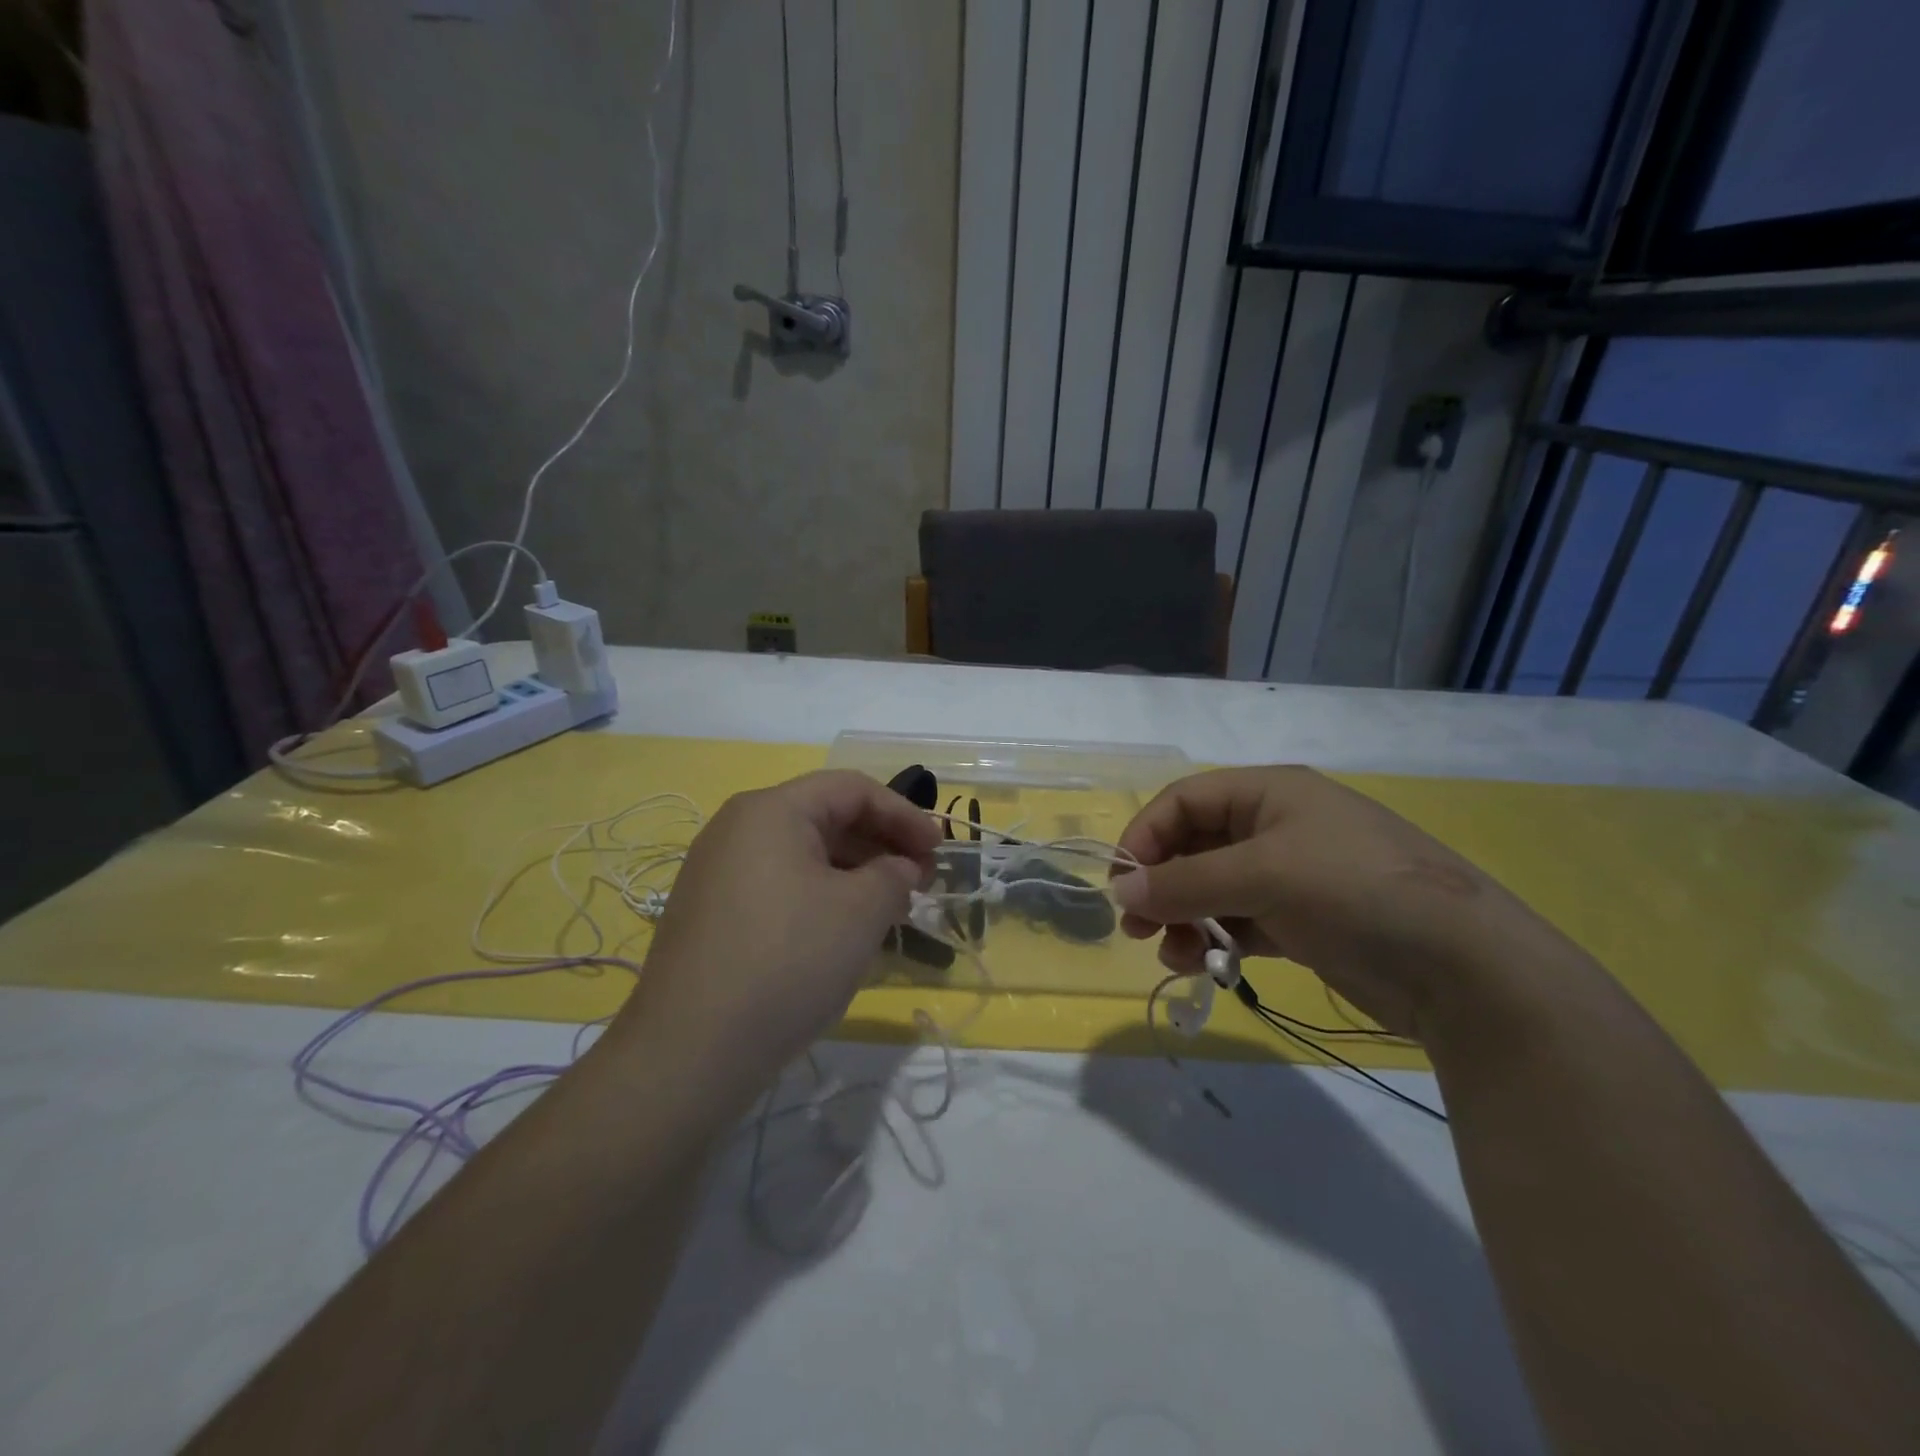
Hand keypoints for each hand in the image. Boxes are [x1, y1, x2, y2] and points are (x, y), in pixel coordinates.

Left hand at [607, 771, 940, 1114]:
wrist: (690, 1052)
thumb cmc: (788, 960)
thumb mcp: (861, 911)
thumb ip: (894, 875)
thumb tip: (899, 870)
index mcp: (771, 810)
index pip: (852, 789)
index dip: (904, 814)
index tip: (939, 850)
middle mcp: (737, 829)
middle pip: (825, 817)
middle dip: (880, 844)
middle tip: (920, 881)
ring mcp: (717, 873)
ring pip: (803, 856)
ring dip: (854, 874)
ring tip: (889, 910)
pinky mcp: (711, 915)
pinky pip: (779, 887)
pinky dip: (821, 897)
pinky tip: (843, 933)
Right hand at [1111, 766, 1566, 1040]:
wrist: (1465, 969)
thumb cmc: (1354, 891)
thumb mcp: (1263, 876)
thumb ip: (1185, 883)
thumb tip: (1121, 892)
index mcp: (1270, 793)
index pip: (1185, 801)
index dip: (1146, 836)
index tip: (1122, 884)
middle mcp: (1277, 827)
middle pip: (1195, 846)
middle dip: (1161, 883)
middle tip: (1135, 925)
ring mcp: (1292, 876)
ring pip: (1214, 888)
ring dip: (1184, 917)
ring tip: (1171, 954)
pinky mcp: (1304, 921)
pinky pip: (1240, 921)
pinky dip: (1216, 939)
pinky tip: (1205, 964)